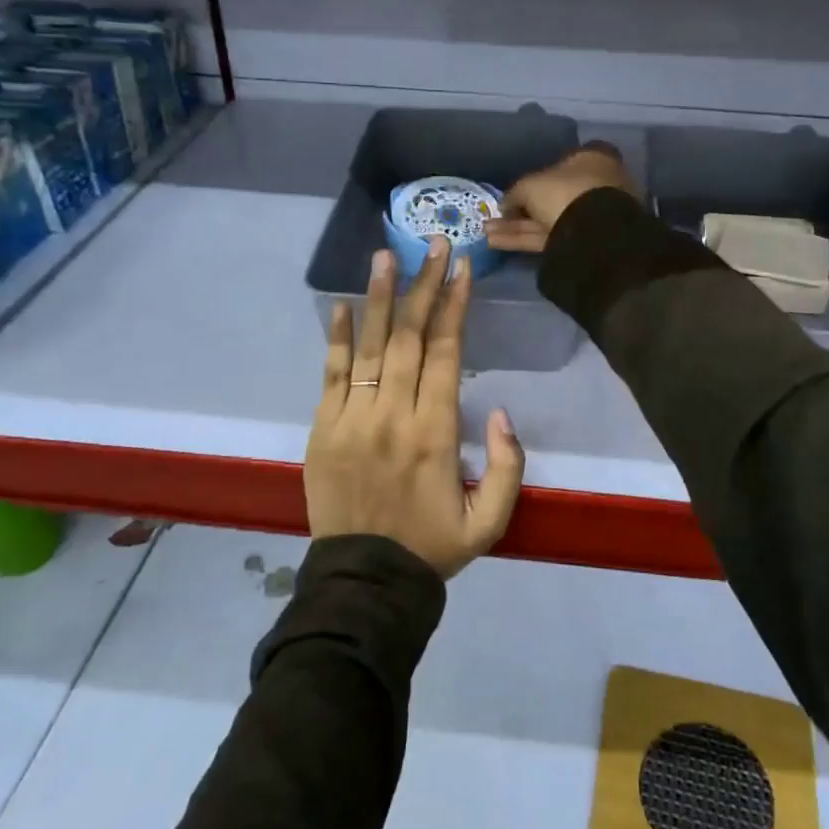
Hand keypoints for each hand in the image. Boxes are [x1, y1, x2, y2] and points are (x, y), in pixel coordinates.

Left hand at [304, 237, 524, 577]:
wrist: (365, 584)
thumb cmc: (432, 548)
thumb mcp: (491, 521)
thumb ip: (507, 466)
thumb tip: (500, 411)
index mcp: (435, 433)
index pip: (445, 352)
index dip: (454, 306)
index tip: (462, 268)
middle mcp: (393, 416)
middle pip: (408, 337)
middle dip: (423, 285)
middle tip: (433, 243)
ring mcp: (351, 420)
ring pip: (368, 346)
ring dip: (378, 297)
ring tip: (385, 256)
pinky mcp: (321, 430)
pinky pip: (329, 375)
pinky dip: (336, 338)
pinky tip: (341, 304)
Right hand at [485, 142, 638, 254]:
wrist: (593, 233)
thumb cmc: (564, 192)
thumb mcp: (530, 186)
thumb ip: (515, 193)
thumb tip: (505, 204)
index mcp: (591, 160)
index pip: (564, 161)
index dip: (539, 173)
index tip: (519, 185)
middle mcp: (594, 186)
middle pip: (552, 196)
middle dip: (521, 207)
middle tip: (495, 214)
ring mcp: (590, 216)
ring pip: (547, 219)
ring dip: (516, 226)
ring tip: (486, 231)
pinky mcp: (581, 242)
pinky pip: (549, 237)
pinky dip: (523, 239)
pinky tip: (495, 242)